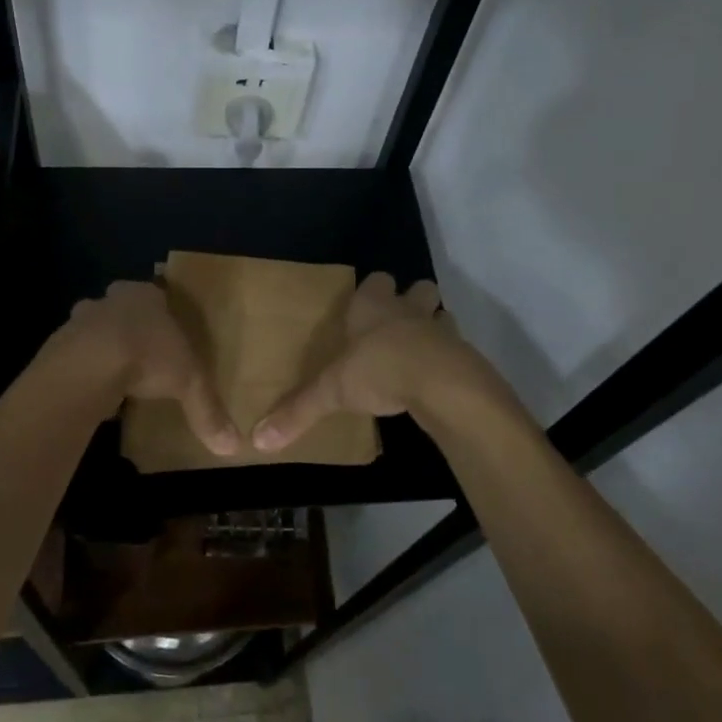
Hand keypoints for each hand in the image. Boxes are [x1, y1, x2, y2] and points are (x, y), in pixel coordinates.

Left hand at [55, 280, 240, 456]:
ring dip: (102, 347)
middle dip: (128, 327)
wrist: (89, 364)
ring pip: (94, 329)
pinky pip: (75, 355)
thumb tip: (233, 447)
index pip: (155, 295)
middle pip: (121, 309)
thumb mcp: (189, 383)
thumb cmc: (149, 355)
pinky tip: (94, 391)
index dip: (160, 312)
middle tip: (141, 353)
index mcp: (145, 296)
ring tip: (117, 377)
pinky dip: (84, 369)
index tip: (166, 332)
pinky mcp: (58, 345)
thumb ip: (208, 410)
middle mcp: (111, 300)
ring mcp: (80, 320)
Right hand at [253, 273, 477, 451]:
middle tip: (399, 324)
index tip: (365, 307)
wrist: (437, 381)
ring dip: (434, 327)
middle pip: (418, 288)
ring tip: (420, 350)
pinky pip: (457, 347)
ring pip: (441, 314)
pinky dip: (449, 357)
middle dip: (413, 300)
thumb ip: (298, 411)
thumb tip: (259, 441)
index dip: (373, 290)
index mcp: (373, 306)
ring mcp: (438, 327)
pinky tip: (437, 377)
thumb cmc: (377, 369)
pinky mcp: (462, 352)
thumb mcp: (332, 392)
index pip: (376, 280)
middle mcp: (407, 308)